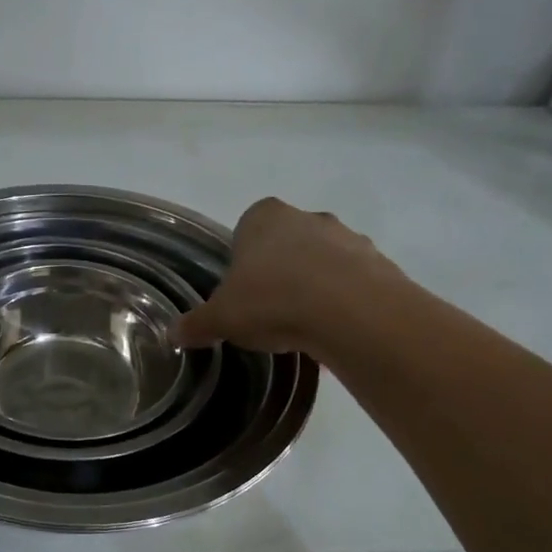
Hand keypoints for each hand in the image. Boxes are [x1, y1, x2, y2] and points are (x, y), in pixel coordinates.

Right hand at [174, 198, 402, 355]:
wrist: (352, 313)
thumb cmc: (273, 301)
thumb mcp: (222, 318)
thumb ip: (197, 324)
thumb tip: (172, 333)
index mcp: (264, 217)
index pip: (246, 229)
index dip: (243, 260)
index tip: (243, 291)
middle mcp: (307, 217)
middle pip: (287, 242)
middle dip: (280, 270)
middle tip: (270, 310)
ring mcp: (348, 237)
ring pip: (323, 260)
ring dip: (315, 285)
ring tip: (305, 326)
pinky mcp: (380, 264)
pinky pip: (354, 282)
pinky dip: (344, 302)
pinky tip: (334, 331)